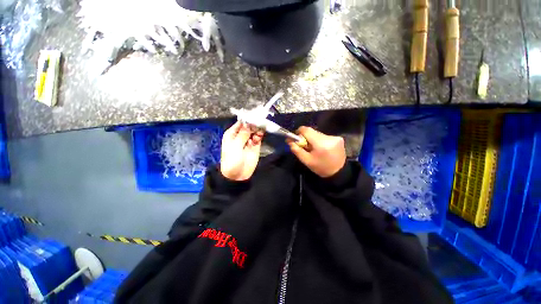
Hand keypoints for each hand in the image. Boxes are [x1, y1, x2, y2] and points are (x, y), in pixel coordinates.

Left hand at [220, 122, 263, 180]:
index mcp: (232, 134)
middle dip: (254, 123)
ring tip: (260, 128)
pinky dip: (260, 135)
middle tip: (260, 121)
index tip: (254, 115)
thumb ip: (243, 134)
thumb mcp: (235, 146)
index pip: (240, 122)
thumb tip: (248, 123)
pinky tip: (260, 135)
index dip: (247, 119)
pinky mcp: (255, 145)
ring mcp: (248, 140)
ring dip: (258, 129)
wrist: (237, 175)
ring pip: (254, 130)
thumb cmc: (232, 160)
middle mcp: (240, 135)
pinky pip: (258, 137)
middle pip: (249, 125)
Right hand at [287, 127, 345, 177]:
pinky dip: (320, 141)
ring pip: (318, 133)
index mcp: (321, 144)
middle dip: (306, 137)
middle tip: (306, 147)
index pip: (307, 130)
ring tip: (315, 149)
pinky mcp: (339, 138)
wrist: (338, 172)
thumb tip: (288, 140)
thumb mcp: (306, 160)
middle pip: (312, 131)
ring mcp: (335, 137)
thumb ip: (296, 149)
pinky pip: (324, 136)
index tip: (297, 138)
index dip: (299, 132)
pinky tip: (322, 148)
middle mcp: (329, 137)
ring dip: (313, 139)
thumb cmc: (320, 167)